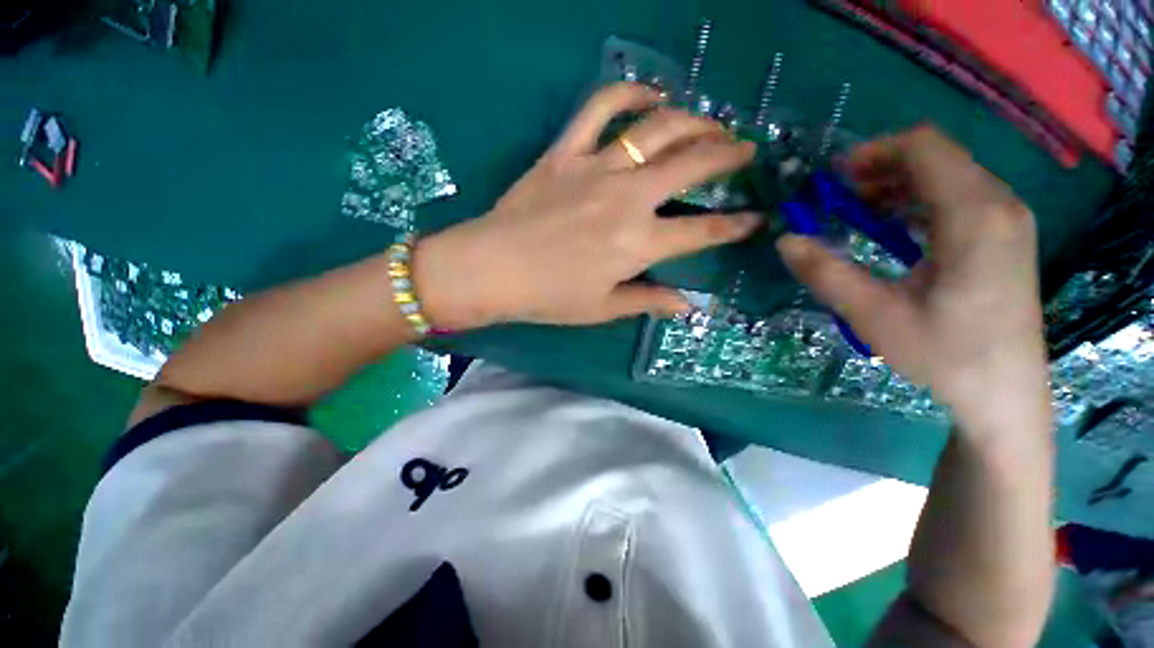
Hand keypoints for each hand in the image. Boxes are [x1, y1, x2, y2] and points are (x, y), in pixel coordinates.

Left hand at [413, 82, 760, 328]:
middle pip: (691, 163)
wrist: (493, 269)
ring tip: (710, 123)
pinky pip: (600, 108)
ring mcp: (597, 168)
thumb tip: (689, 305)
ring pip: (657, 128)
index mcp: (638, 244)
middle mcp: (628, 199)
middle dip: (727, 154)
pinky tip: (650, 94)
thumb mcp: (603, 308)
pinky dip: (628, 93)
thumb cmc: (549, 296)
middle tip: (744, 151)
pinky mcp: (566, 152)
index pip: (702, 231)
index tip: (756, 217)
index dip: (735, 225)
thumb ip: (648, 301)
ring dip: (693, 120)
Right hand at [776, 126, 1051, 434]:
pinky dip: (919, 203)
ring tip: (858, 214)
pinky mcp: (1005, 238)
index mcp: (974, 216)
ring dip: (898, 186)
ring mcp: (1008, 221)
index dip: (874, 152)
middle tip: (838, 199)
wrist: (1005, 396)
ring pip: (949, 175)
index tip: (833, 179)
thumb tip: (785, 240)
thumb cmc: (945, 356)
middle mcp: (999, 205)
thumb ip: (826, 273)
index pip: (925, 147)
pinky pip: (959, 198)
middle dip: (881, 169)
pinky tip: (893, 231)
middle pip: (938, 156)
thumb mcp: (874, 316)